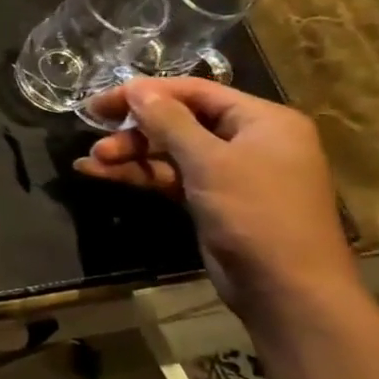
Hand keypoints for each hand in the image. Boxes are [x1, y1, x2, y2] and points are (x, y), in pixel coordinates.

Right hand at [76, 78, 358, 318]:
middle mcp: (248, 140)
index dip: (146, 92)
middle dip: (135, 130)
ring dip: (131, 154)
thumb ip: (169, 122)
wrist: (287, 290)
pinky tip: (100, 174)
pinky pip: (171, 177)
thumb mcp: (210, 162)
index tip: (101, 102)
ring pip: (170, 151)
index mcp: (262, 120)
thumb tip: (137, 88)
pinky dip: (139, 175)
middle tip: (93, 137)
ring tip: (91, 161)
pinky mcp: (212, 200)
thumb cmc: (256, 214)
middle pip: (180, 121)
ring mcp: (230, 172)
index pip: (195, 92)